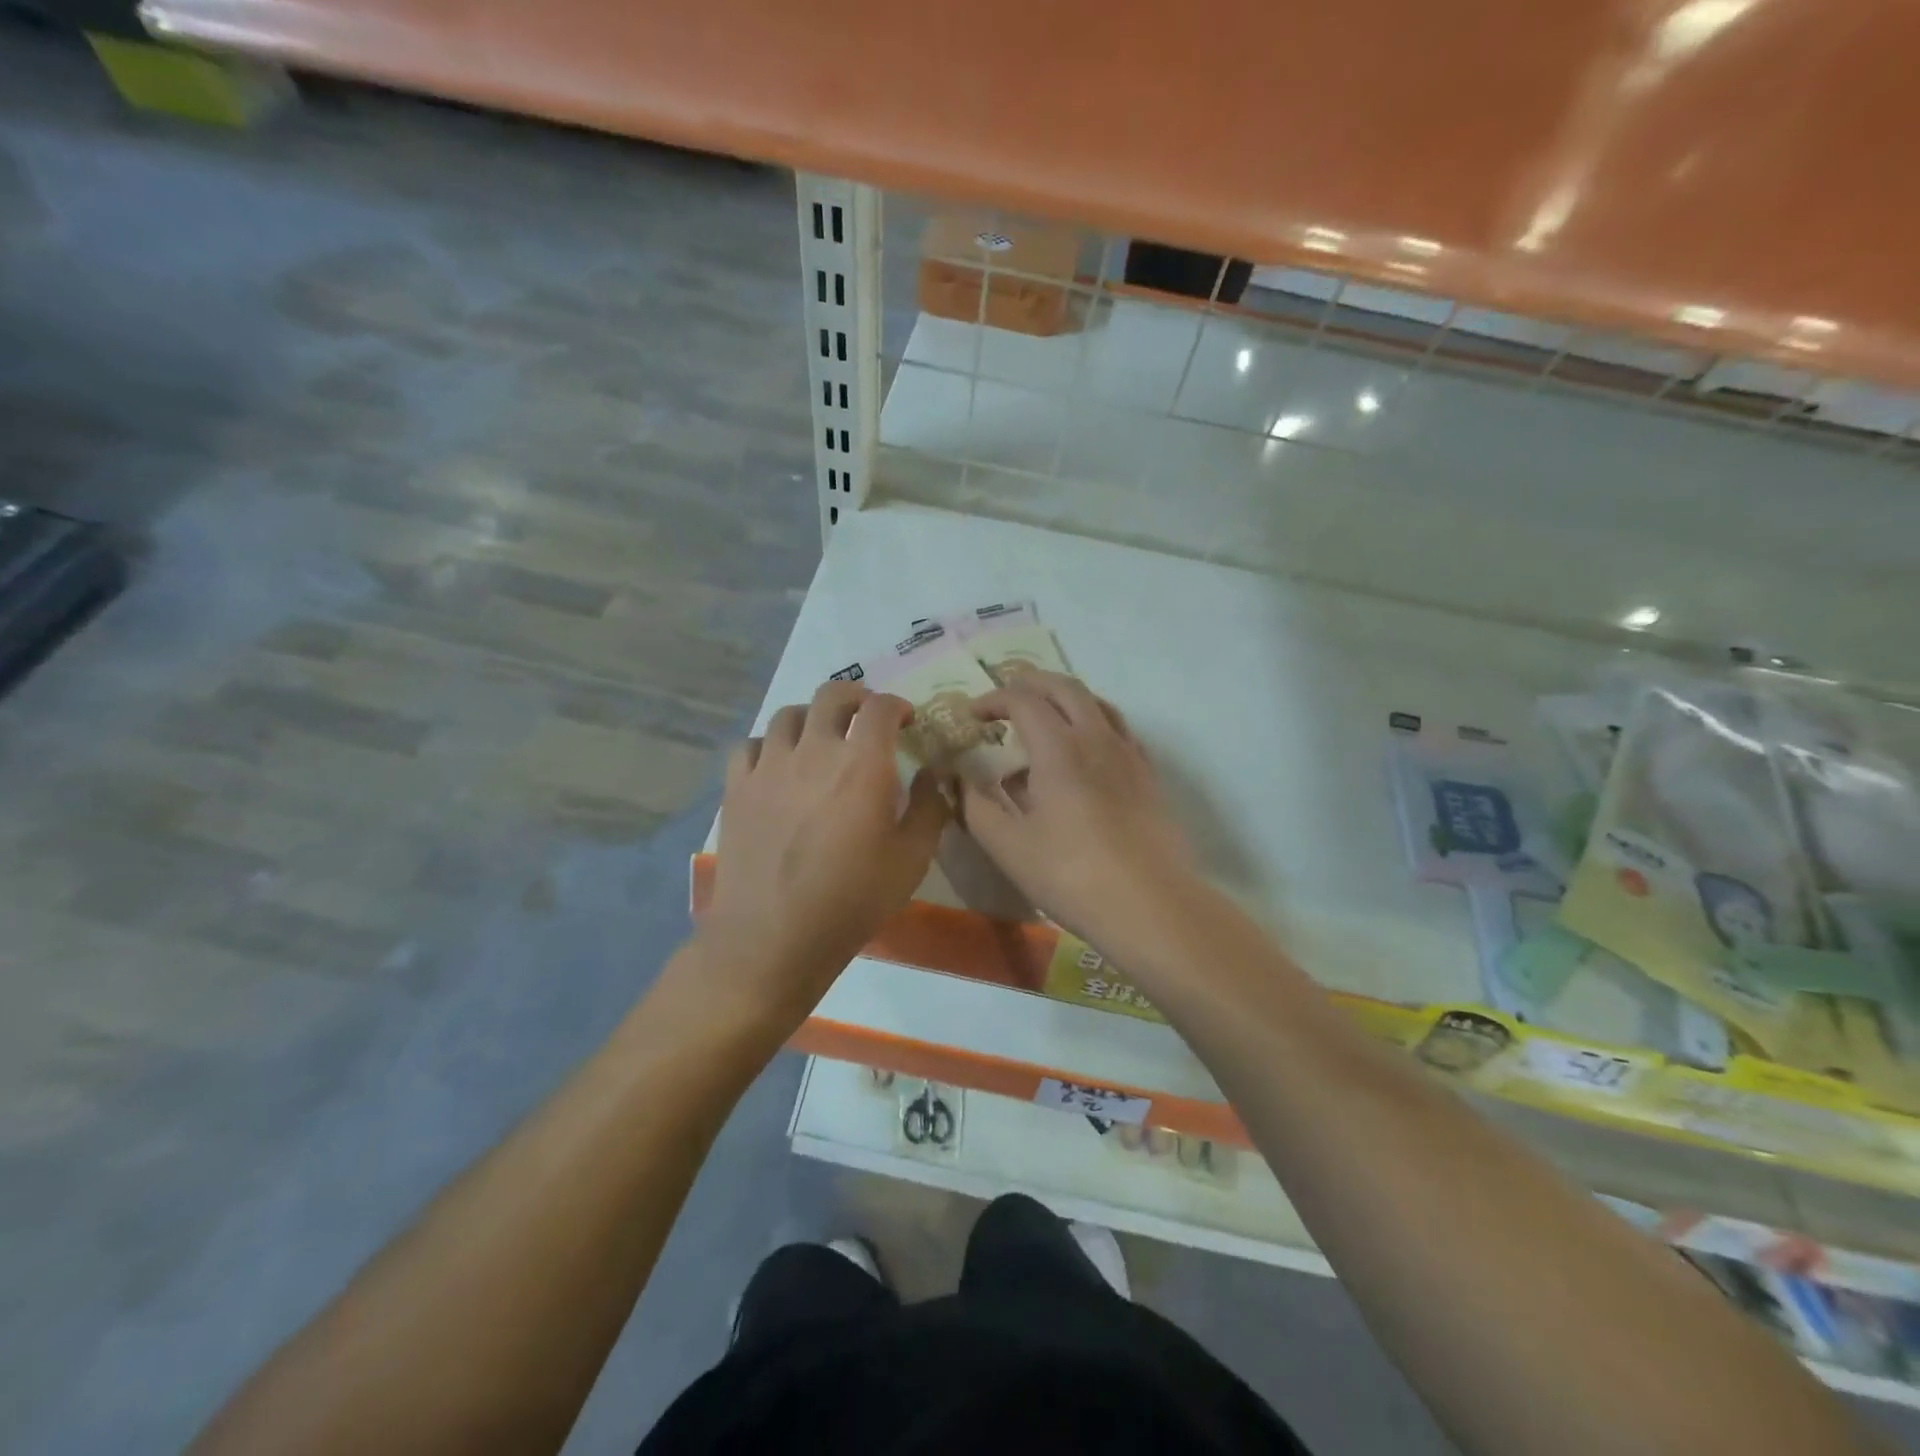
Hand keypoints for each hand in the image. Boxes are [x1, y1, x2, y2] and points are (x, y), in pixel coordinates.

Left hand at [698, 681, 947, 1024]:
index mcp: (862, 765)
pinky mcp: (736, 788)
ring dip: (812, 717)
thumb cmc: (852, 900)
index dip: (897, 705)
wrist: (774, 937)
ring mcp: (768, 766)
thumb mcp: (912, 859)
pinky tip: (778, 765)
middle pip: (831, 695)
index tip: (906, 720)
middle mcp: (813, 751)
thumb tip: (931, 774)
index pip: (880, 708)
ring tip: (821, 738)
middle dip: (856, 698)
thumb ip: (930, 808)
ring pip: (788, 714)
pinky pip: (750, 745)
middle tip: (866, 717)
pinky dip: (770, 744)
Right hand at [959, 671, 1196, 949]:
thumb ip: (976, 807)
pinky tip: (1084, 752)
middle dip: (1030, 683)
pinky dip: (1093, 723)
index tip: (972, 716)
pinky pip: (1118, 730)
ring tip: (1044, 717)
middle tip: (1005, 698)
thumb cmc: (1071, 875)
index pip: (1022, 700)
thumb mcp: (1008, 846)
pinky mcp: (1148, 775)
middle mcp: (1097, 737)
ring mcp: (1129, 754)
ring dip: (1065, 698)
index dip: (992, 700)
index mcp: (1059, 748)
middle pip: (1065, 687)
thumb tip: (960, 780)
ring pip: (1097, 703)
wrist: (1151, 906)